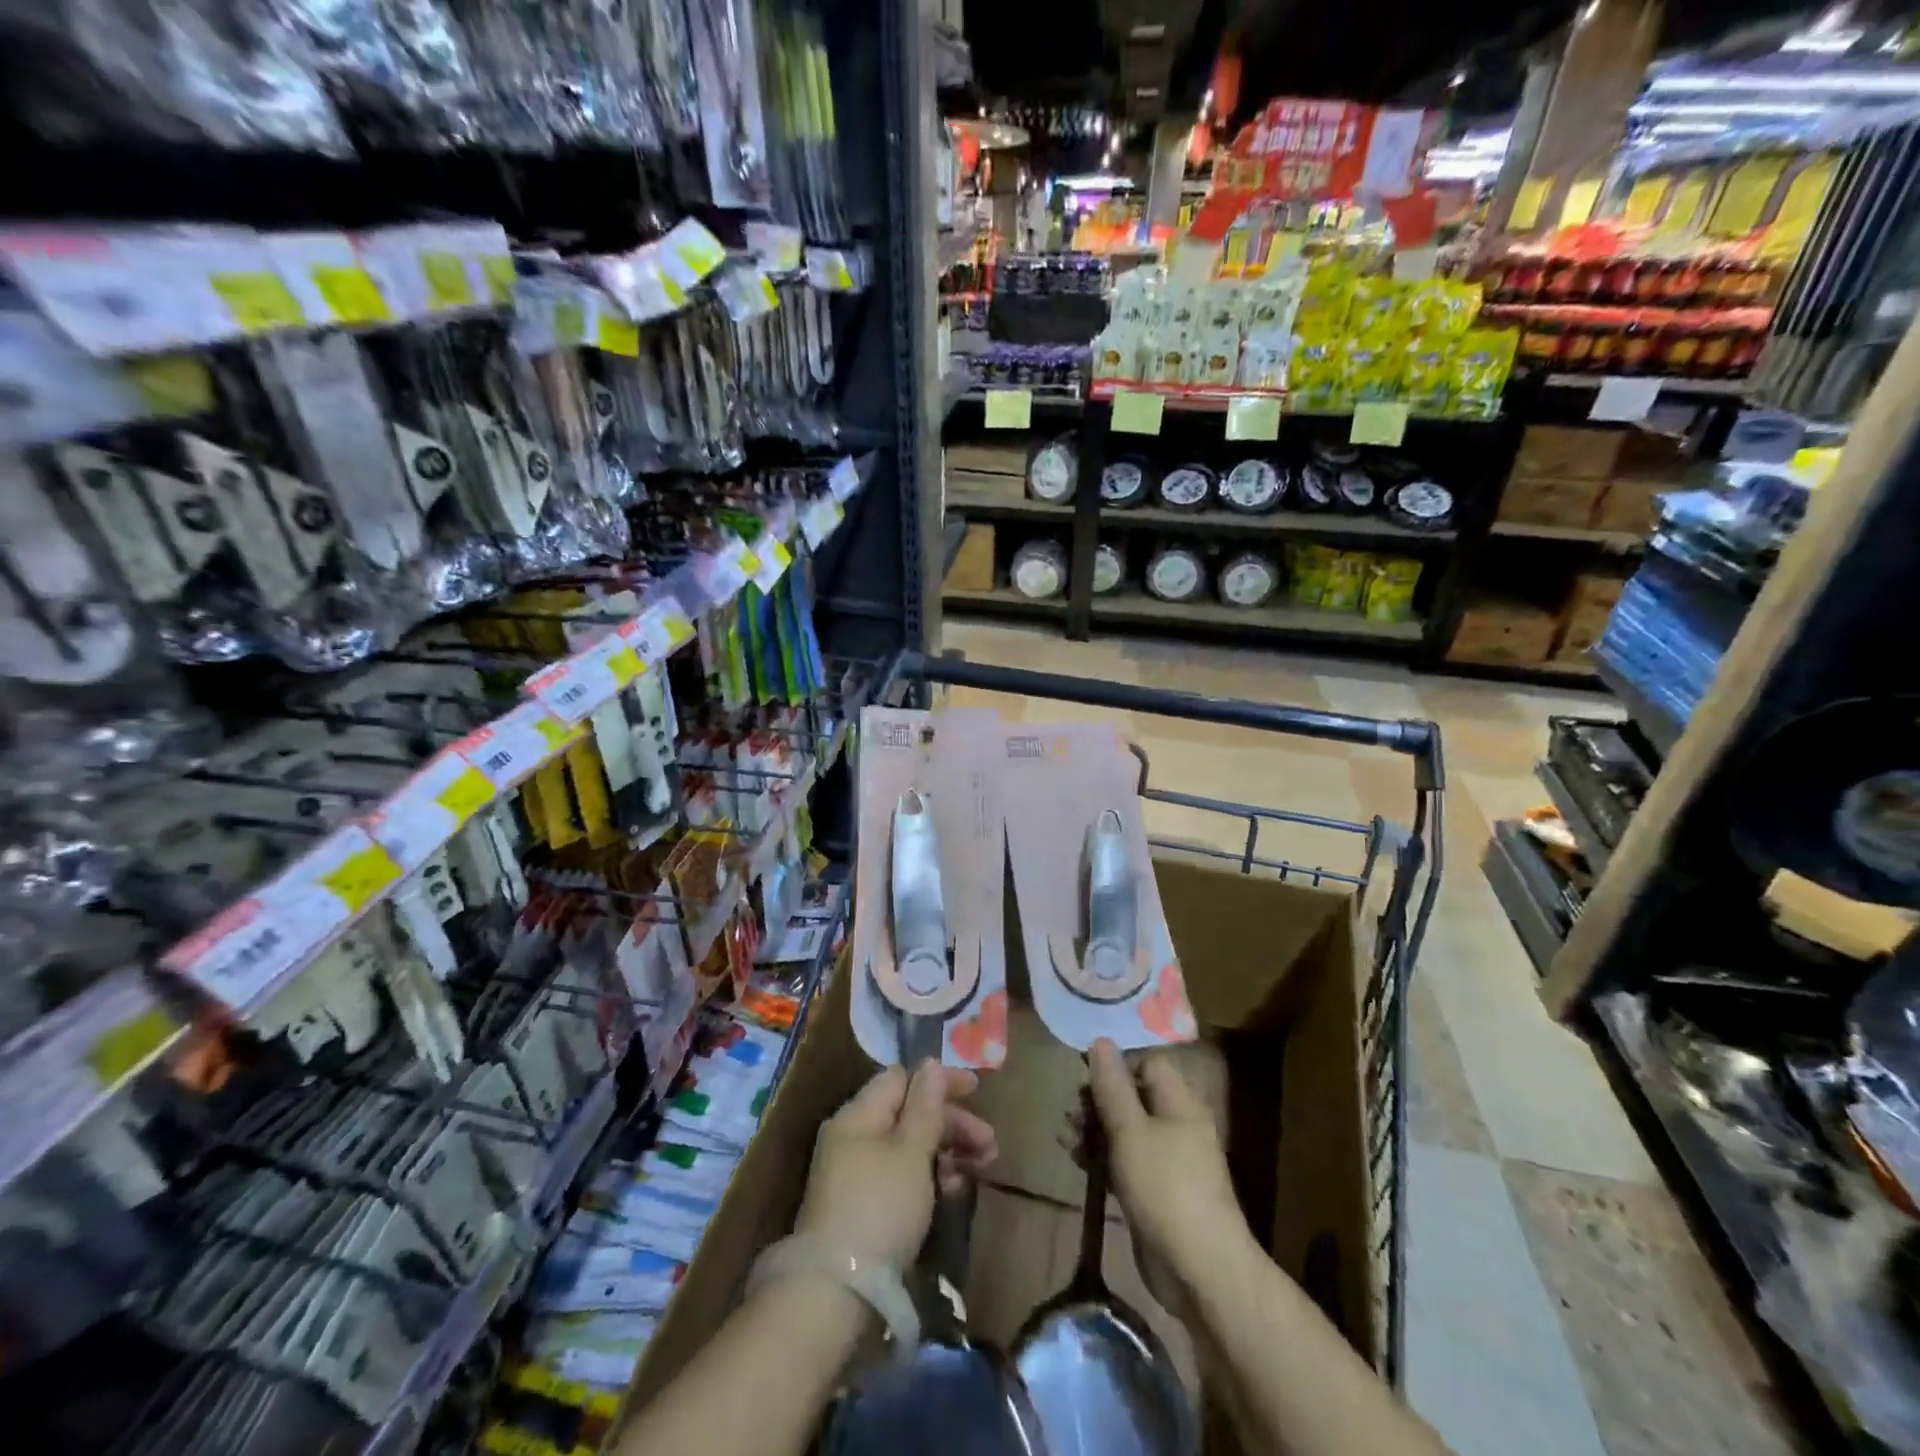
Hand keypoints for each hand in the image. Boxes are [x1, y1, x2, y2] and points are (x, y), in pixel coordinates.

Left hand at [795, 1061, 996, 1271]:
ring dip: (947, 1151)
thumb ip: (925, 1106)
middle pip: (909, 1113)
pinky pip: (902, 1176)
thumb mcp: (910, 1152)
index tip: (977, 1091)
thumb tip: (931, 1063)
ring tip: (980, 1168)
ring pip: (909, 1147)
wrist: (835, 1293)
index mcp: (859, 1114)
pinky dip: (929, 1177)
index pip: (902, 1079)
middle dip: (952, 1123)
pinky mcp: (863, 1207)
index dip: (940, 1081)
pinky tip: (952, 1191)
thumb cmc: (879, 1208)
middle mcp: (854, 1136)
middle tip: (990, 1144)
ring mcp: (856, 1173)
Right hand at [1088, 1037, 1249, 1307]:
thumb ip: (1112, 1085)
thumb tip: (1100, 1040)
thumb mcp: (1130, 1130)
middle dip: (1097, 1100)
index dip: (1115, 1065)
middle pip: (1132, 1096)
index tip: (1083, 1075)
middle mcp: (1176, 1125)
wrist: (1201, 1270)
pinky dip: (1102, 1157)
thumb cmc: (1165, 1187)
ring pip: (1125, 1130)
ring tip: (1064, 1138)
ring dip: (1094, 1129)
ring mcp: (1168, 1160)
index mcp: (1179, 1102)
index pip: (1147, 1064)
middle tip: (1070, 1112)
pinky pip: (1125, 1161)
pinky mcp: (1156, 1191)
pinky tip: (1076, 1161)